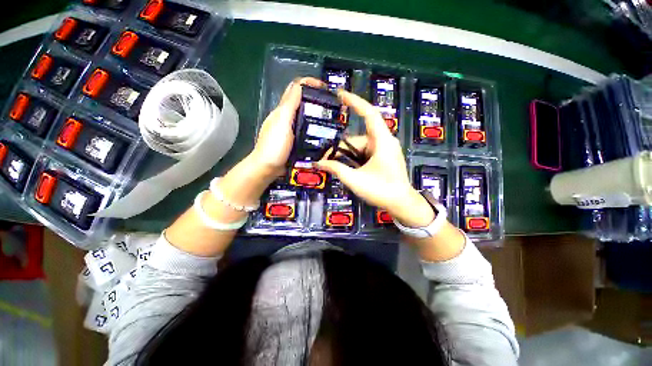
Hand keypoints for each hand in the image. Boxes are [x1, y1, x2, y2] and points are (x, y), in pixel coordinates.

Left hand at [249, 77, 324, 178]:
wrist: (267, 168)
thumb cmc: (274, 146)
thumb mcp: (282, 123)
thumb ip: (290, 105)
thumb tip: (300, 85)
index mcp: (282, 110)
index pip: (295, 88)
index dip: (309, 83)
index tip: (325, 88)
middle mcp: (286, 117)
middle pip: (302, 102)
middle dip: (316, 99)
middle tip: (332, 106)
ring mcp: (290, 130)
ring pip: (304, 117)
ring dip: (317, 114)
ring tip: (332, 119)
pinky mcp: (294, 141)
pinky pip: (306, 130)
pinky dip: (314, 128)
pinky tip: (323, 133)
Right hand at [314, 91, 434, 227]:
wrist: (401, 204)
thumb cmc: (381, 191)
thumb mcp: (355, 180)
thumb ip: (336, 169)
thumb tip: (318, 163)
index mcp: (382, 141)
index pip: (369, 114)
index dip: (355, 102)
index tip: (340, 94)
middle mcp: (384, 141)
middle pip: (357, 139)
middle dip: (341, 149)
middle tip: (325, 160)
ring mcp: (384, 150)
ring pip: (359, 147)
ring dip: (346, 157)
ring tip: (333, 167)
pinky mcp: (382, 157)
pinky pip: (364, 153)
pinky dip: (354, 159)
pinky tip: (346, 169)